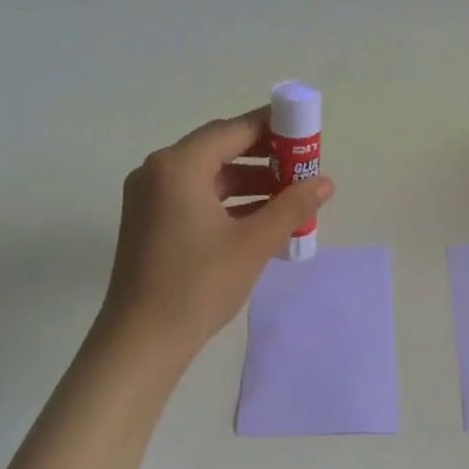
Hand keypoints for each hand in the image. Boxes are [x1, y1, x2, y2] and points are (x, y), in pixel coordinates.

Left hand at [97, 107, 334, 358]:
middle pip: (219, 148)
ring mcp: (149, 197)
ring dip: (249, 181)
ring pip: (208, 175)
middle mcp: (158, 171)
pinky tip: (261, 218)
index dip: (273, 128)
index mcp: (178, 166)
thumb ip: (292, 206)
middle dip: (264, 156)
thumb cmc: (198, 285)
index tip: (306, 132)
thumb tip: (326, 182)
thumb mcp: (253, 243)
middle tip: (302, 166)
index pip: (233, 130)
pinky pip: (195, 196)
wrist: (142, 341)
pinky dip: (228, 201)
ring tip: (290, 196)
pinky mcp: (149, 221)